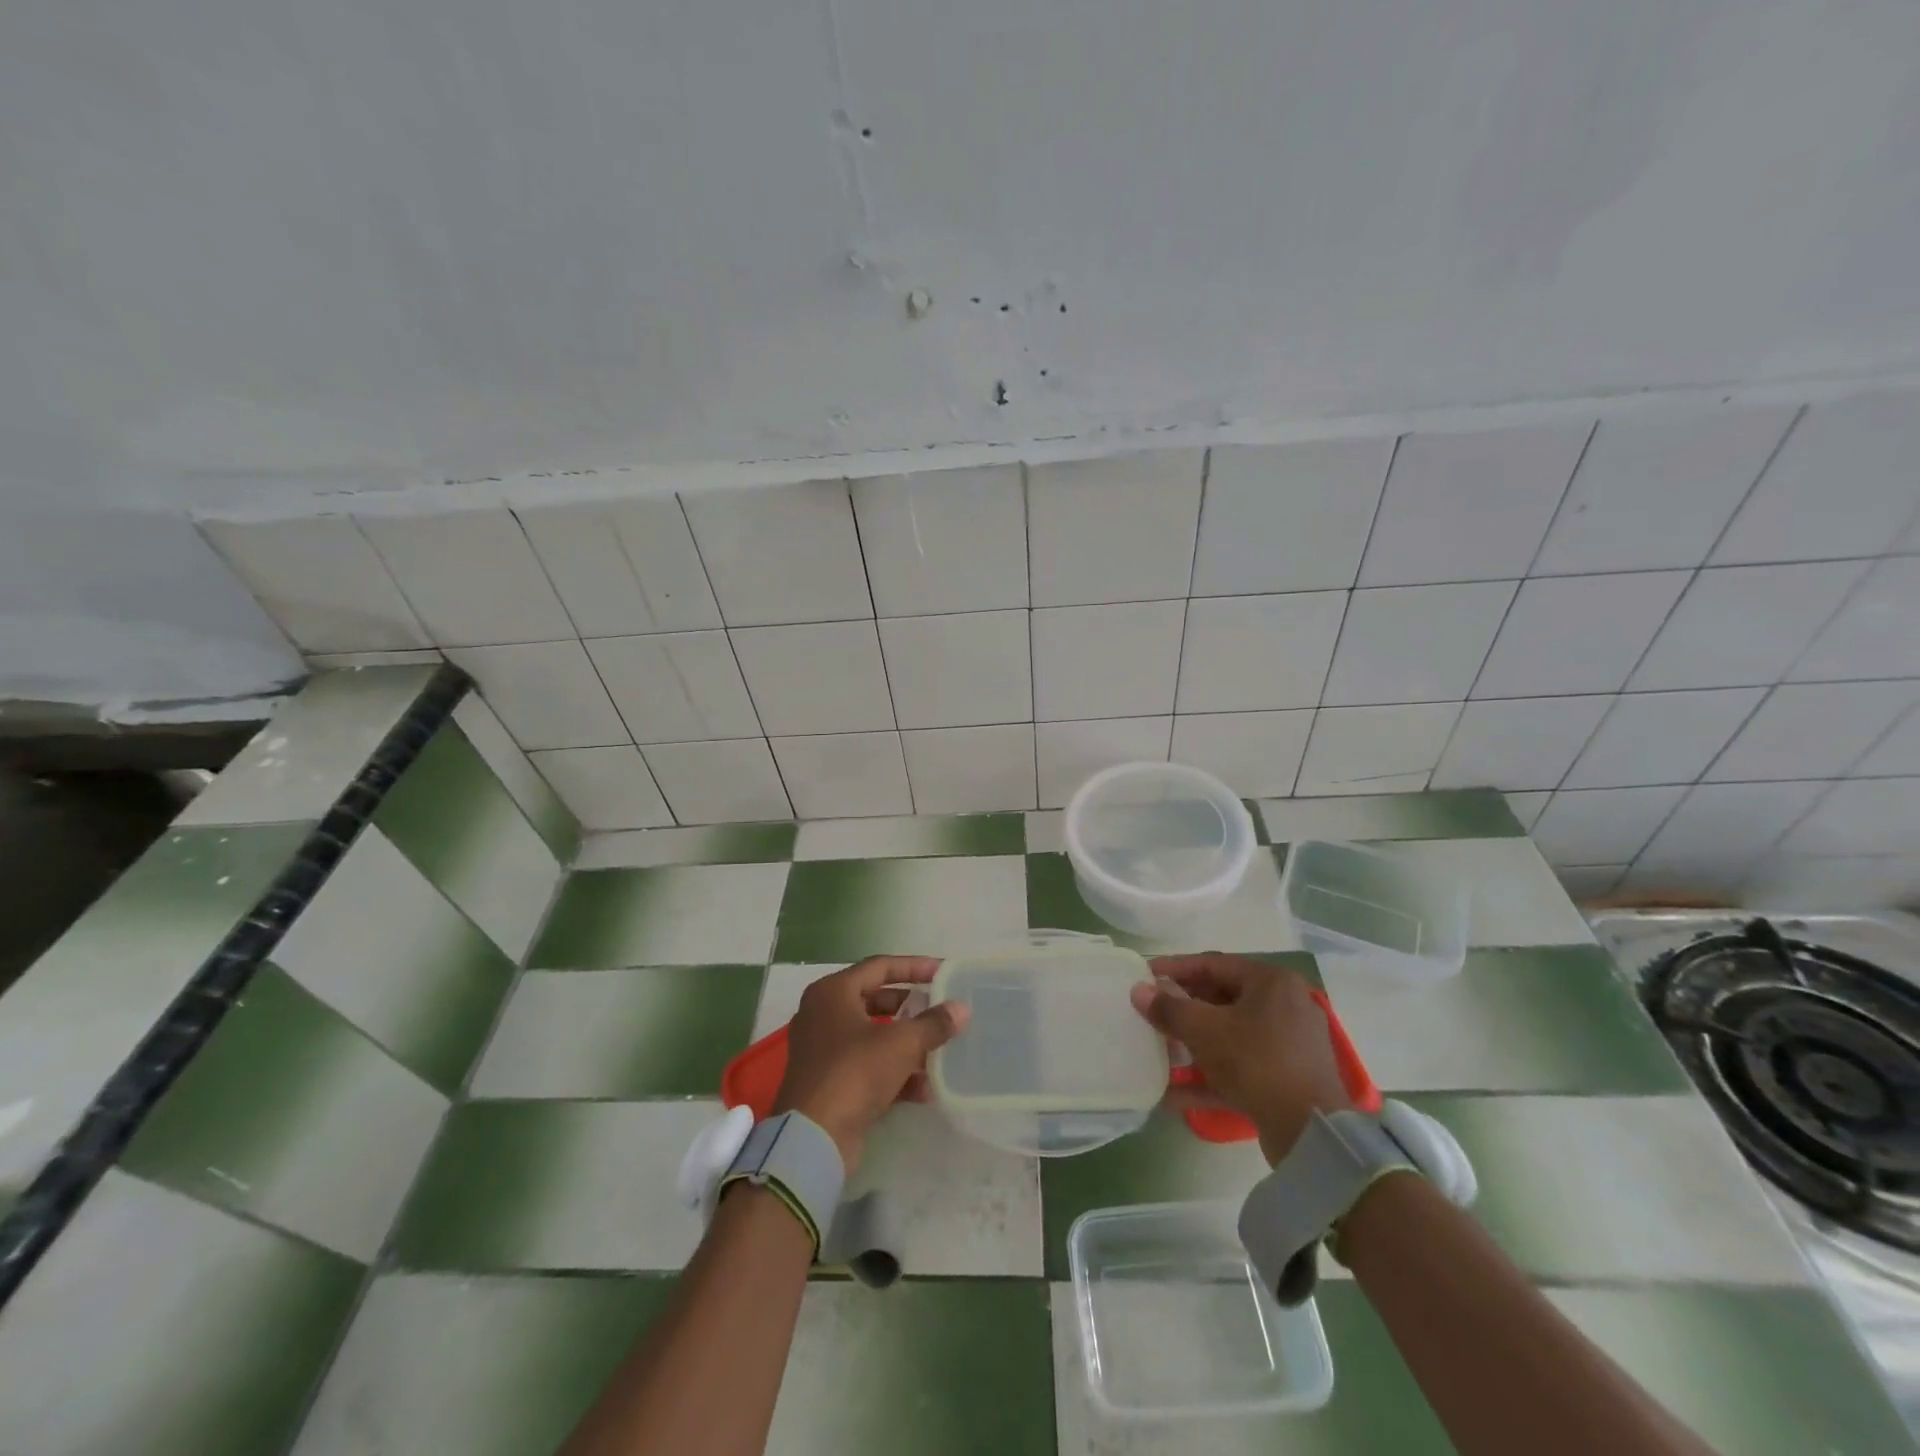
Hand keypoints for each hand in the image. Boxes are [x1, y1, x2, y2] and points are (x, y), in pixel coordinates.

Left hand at [772, 955, 968, 1172]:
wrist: (813, 1138)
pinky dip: (894, 1073)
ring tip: (940, 1051)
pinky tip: (924, 1089)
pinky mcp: (829, 1082)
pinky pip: (868, 1066)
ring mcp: (824, 1050)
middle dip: (912, 1009)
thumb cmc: (854, 1072)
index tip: (943, 971)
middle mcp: (823, 1014)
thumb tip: (962, 1009)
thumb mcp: (901, 1043)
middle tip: (941, 1010)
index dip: (914, 967)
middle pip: (876, 1001)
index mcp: (833, 992)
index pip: (879, 966)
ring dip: (907, 1045)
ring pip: (874, 1036)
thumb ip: (933, 1023)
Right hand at [1131, 953, 1353, 1164]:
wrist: (1310, 1132)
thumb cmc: (1256, 1062)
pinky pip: (1242, 1067)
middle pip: (1222, 999)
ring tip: (1159, 1051)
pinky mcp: (1287, 1079)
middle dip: (1183, 1009)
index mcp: (1271, 982)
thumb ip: (1169, 1008)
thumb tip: (1138, 991)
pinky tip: (1174, 1095)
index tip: (1144, 974)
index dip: (1174, 968)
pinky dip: (1210, 1076)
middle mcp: (1285, 1005)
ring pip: (1230, 1036)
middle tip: (1151, 1012)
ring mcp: (1289, 1044)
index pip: (1213, 964)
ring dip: (1193, 1045)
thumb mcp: (1205, 1030)